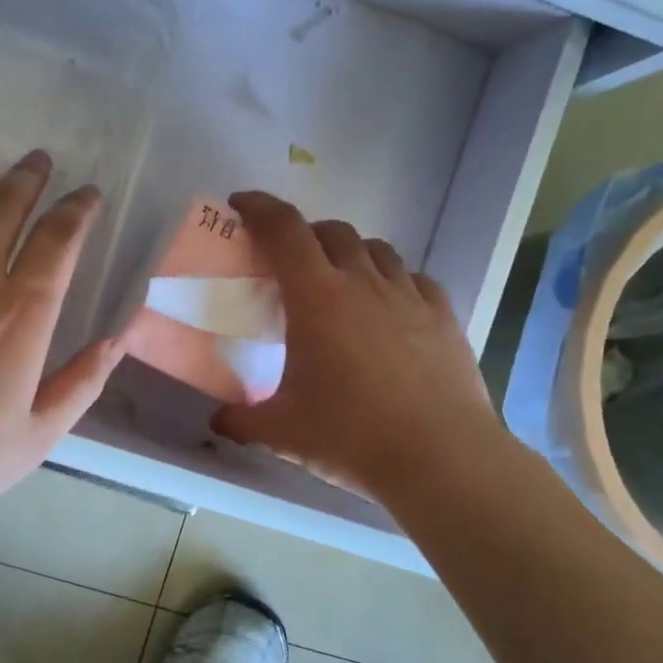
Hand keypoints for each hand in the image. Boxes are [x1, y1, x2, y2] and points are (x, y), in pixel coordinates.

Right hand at [210, 192, 507, 504]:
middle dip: (305, 234)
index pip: (284, 230)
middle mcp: (363, 283)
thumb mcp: (281, 433)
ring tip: (339, 282)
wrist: (440, 458)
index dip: (259, 208)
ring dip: (349, 253)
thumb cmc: (350, 436)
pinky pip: (413, 278)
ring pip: (376, 249)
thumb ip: (241, 421)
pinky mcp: (443, 315)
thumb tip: (218, 420)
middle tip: (289, 262)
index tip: (241, 204)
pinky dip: (392, 280)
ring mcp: (408, 296)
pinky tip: (388, 307)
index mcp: (317, 298)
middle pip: (331, 231)